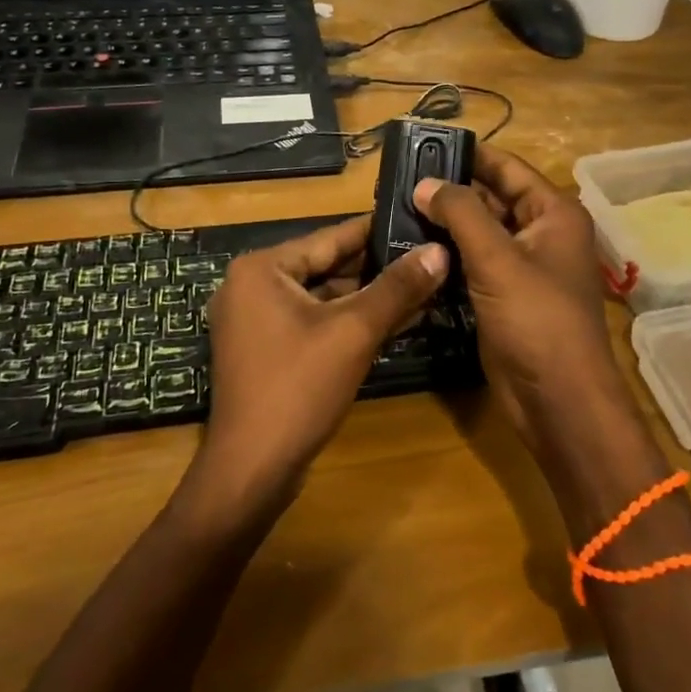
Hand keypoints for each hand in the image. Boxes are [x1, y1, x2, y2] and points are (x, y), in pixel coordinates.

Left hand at [190, 217, 445, 513]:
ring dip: (368, 297)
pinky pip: (314, 323)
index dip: (376, 230)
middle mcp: (252, 285)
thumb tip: (439, 251)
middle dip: (377, 267)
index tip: (416, 219)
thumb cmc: (298, 388)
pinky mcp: (266, 350)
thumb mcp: (354, 332)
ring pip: (323, 297)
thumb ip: (397, 288)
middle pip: (326, 266)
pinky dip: (348, 322)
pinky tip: (395, 321)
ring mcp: (255, 320)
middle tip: (427, 254)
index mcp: (261, 268)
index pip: (329, 237)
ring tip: (422, 285)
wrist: (251, 472)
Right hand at [415, 148, 628, 459]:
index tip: (425, 144)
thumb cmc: (537, 321)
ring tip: (396, 207)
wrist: (558, 402)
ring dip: (445, 222)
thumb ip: (461, 213)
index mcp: (553, 213)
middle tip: (399, 179)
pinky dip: (448, 253)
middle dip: (450, 190)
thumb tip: (424, 183)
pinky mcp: (504, 295)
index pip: (507, 168)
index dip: (469, 154)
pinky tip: (411, 246)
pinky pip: (473, 262)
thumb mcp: (497, 259)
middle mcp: (541, 233)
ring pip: (479, 231)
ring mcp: (522, 267)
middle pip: (491, 197)